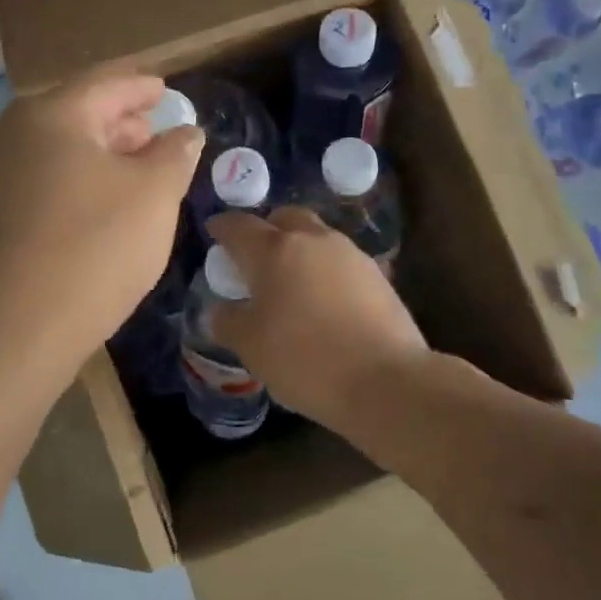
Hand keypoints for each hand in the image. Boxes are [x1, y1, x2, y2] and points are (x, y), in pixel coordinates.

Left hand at [0, 71, 201, 373]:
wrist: (8, 333)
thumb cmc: (93, 249)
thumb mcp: (155, 196)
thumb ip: (174, 153)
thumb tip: (183, 132)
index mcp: (51, 115)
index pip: (104, 82)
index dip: (139, 85)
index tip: (163, 90)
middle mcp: (4, 135)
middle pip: (69, 115)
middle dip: (114, 122)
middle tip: (148, 133)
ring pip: (42, 153)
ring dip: (84, 156)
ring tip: (119, 174)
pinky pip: (21, 189)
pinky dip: (55, 188)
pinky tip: (73, 214)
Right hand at [206, 208, 429, 428]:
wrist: (386, 380)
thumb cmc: (305, 359)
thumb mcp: (251, 347)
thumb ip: (228, 322)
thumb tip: (219, 310)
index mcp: (274, 250)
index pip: (239, 226)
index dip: (222, 227)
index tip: (214, 232)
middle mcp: (312, 240)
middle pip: (284, 218)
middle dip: (267, 229)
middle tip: (256, 256)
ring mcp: (350, 255)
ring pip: (317, 237)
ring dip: (300, 249)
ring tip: (291, 282)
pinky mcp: (378, 276)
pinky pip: (340, 262)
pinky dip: (325, 271)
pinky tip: (323, 301)